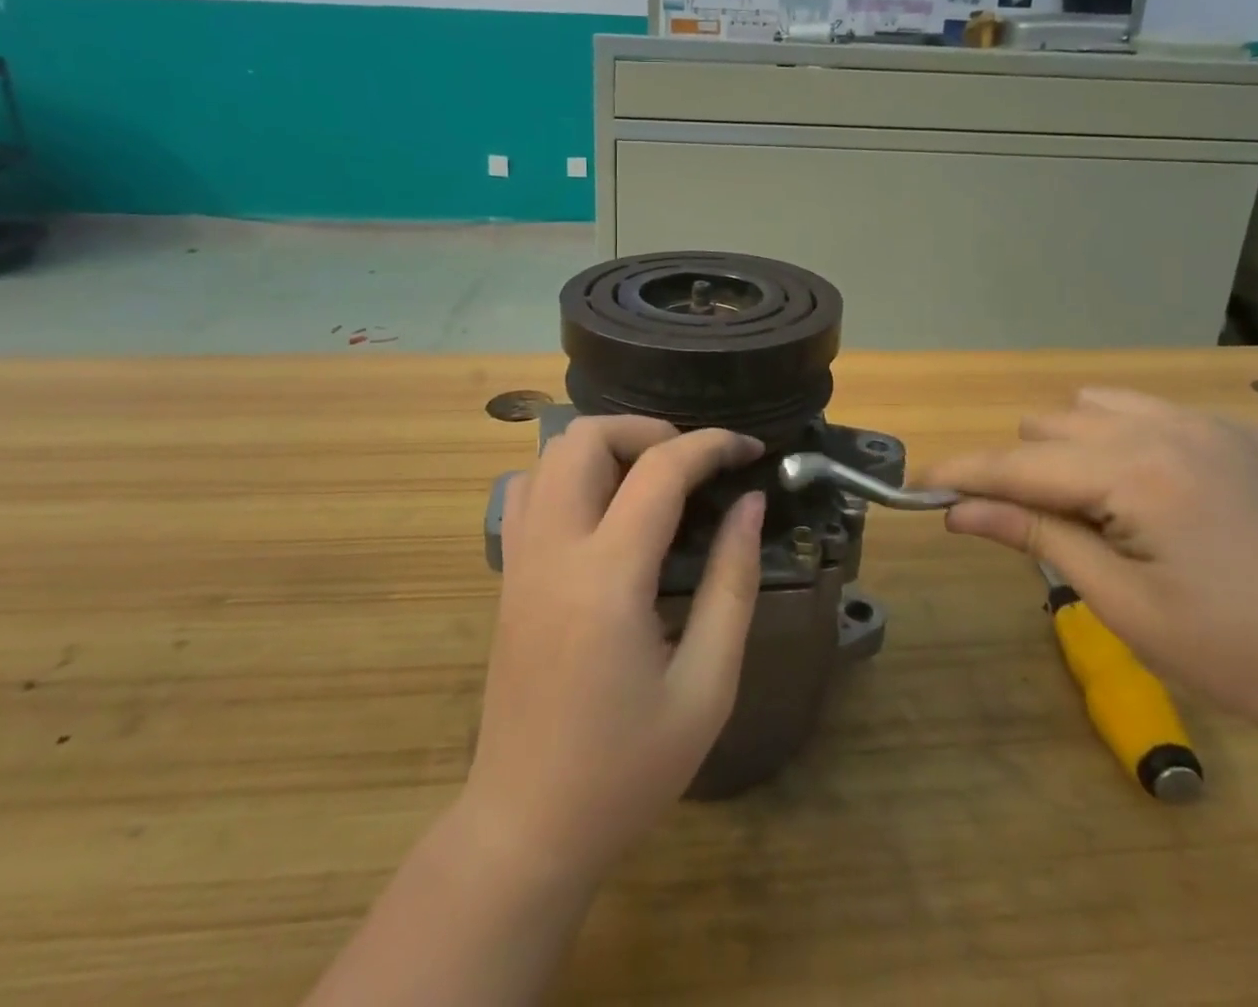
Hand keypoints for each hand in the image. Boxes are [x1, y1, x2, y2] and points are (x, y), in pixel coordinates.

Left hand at [464, 417, 764, 882]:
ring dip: (606, 446)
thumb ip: (732, 583)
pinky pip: (528, 491)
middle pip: (586, 437)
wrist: (528, 826)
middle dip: (648, 431)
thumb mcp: (707, 686)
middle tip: (694, 465)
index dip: (712, 445)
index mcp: (607, 578)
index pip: (660, 470)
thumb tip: (749, 505)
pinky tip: (603, 509)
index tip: (750, 450)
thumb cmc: (627, 768)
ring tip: (653, 481)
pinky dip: (568, 474)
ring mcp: (520, 558)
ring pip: (550, 454)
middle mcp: (553, 550)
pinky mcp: (507, 574)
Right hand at [926, 389, 1257, 744]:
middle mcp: (1168, 428)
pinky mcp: (1247, 434)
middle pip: (1051, 424)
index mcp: (1136, 473)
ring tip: (1098, 508)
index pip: (1020, 464)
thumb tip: (959, 511)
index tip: (917, 485)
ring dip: (1072, 447)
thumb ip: (1036, 538)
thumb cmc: (1242, 653)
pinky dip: (1127, 441)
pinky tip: (1158, 495)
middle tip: (1040, 530)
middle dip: (1025, 470)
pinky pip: (1154, 413)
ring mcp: (1213, 424)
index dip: (962, 475)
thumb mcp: (1124, 605)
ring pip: (1097, 406)